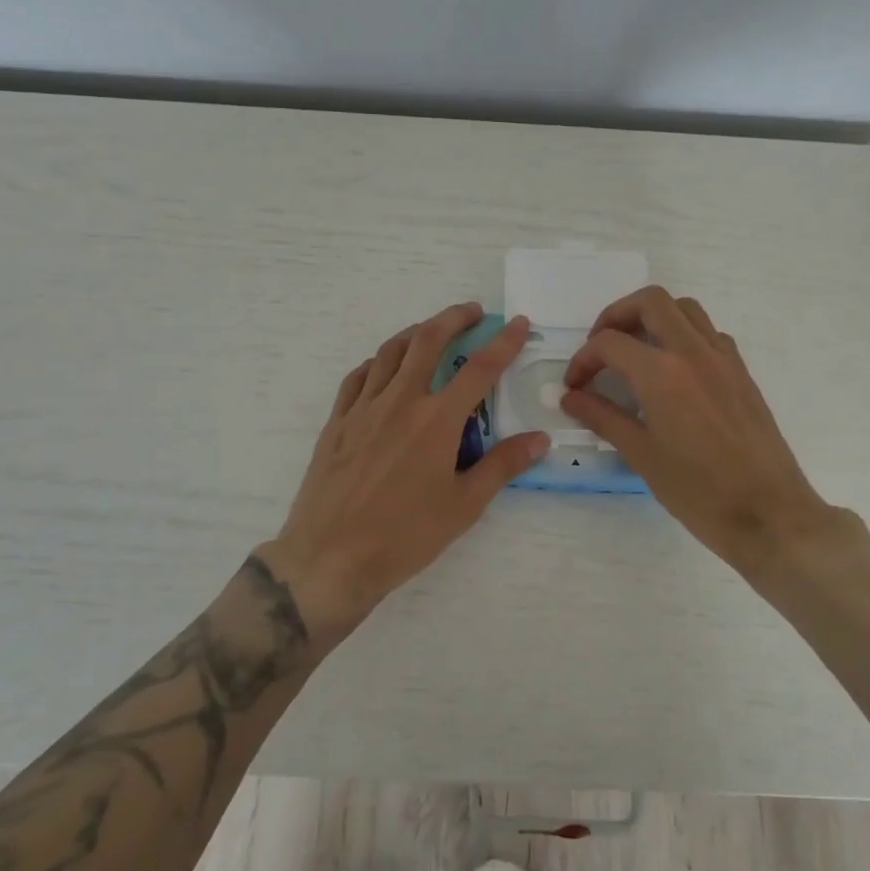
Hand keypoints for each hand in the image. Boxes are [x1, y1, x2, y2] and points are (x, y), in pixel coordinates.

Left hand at [263, 303, 549, 636]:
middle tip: (472, 312)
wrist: (330, 558)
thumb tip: (539, 439)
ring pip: (390, 351)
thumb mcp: (463, 506)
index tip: (518, 323)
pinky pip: (358, 377)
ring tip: (431, 331)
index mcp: (436, 420)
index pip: (479, 369)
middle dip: (453, 318)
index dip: (503, 342)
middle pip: (428, 341)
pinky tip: (384, 368)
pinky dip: (377, 362)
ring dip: (415, 333)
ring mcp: (363, 408)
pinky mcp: (338, 421)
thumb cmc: (404, 536)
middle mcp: (400, 401)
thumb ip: (502, 466)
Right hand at [560, 286, 865, 578]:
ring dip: (653, 317)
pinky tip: (673, 370)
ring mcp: (723, 359)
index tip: (575, 386)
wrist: (770, 515)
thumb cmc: (699, 492)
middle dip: (616, 315)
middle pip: (650, 302)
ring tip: (635, 350)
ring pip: (684, 309)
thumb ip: (602, 418)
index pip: (609, 343)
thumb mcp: (641, 456)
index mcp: (662, 374)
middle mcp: (693, 352)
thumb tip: (571, 398)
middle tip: (601, 347)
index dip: (583, 360)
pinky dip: (683, 335)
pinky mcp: (742, 372)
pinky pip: (708, 333)